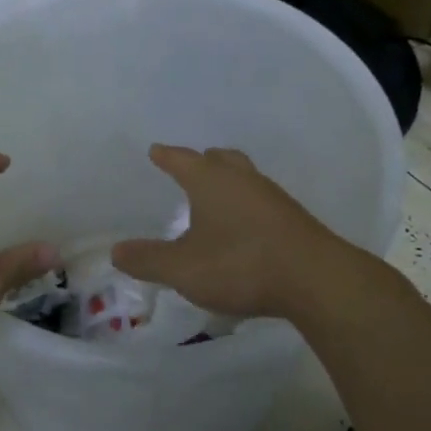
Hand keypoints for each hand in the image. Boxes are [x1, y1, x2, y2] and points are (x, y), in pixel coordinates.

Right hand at [112, 145, 348, 321]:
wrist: (314, 279)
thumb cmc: (240, 264)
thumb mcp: (183, 269)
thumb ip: (148, 260)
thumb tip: (115, 252)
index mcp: (211, 180)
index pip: (182, 159)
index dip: (166, 156)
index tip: (156, 151)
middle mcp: (242, 179)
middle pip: (220, 159)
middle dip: (202, 162)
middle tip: (190, 168)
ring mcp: (272, 197)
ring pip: (244, 178)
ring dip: (228, 182)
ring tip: (215, 198)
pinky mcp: (292, 219)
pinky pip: (261, 201)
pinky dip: (246, 205)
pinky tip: (244, 227)